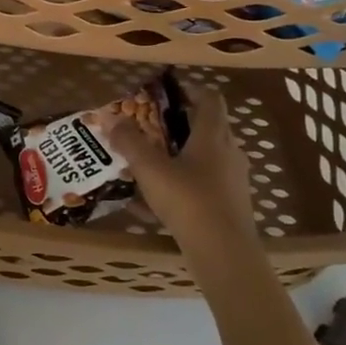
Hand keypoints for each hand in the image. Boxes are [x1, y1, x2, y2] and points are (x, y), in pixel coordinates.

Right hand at [106, 85, 259, 266]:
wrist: (224, 253)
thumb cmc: (188, 201)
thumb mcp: (150, 169)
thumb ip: (129, 142)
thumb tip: (112, 118)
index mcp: (213, 136)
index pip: (210, 99)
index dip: (190, 91)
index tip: (166, 95)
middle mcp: (229, 152)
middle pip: (208, 128)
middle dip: (179, 126)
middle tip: (151, 130)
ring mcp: (233, 180)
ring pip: (206, 158)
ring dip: (181, 157)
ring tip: (151, 166)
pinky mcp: (231, 205)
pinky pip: (204, 185)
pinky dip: (183, 186)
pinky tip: (155, 206)